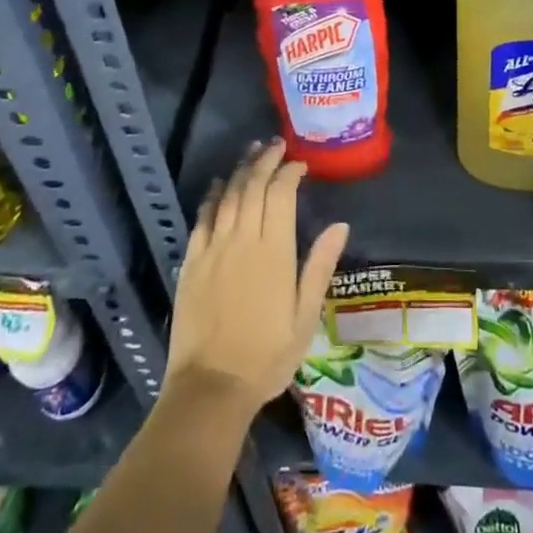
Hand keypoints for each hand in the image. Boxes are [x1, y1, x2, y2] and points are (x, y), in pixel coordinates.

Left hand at [165, 140, 349, 419]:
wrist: (211, 387)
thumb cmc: (267, 356)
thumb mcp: (305, 316)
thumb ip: (319, 266)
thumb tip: (340, 225)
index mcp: (274, 251)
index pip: (281, 194)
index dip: (290, 172)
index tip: (300, 164)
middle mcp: (242, 240)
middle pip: (253, 186)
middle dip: (265, 160)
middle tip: (275, 144)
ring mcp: (213, 249)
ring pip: (228, 196)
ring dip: (240, 170)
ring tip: (251, 152)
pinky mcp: (191, 262)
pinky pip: (202, 219)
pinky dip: (212, 196)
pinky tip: (219, 185)